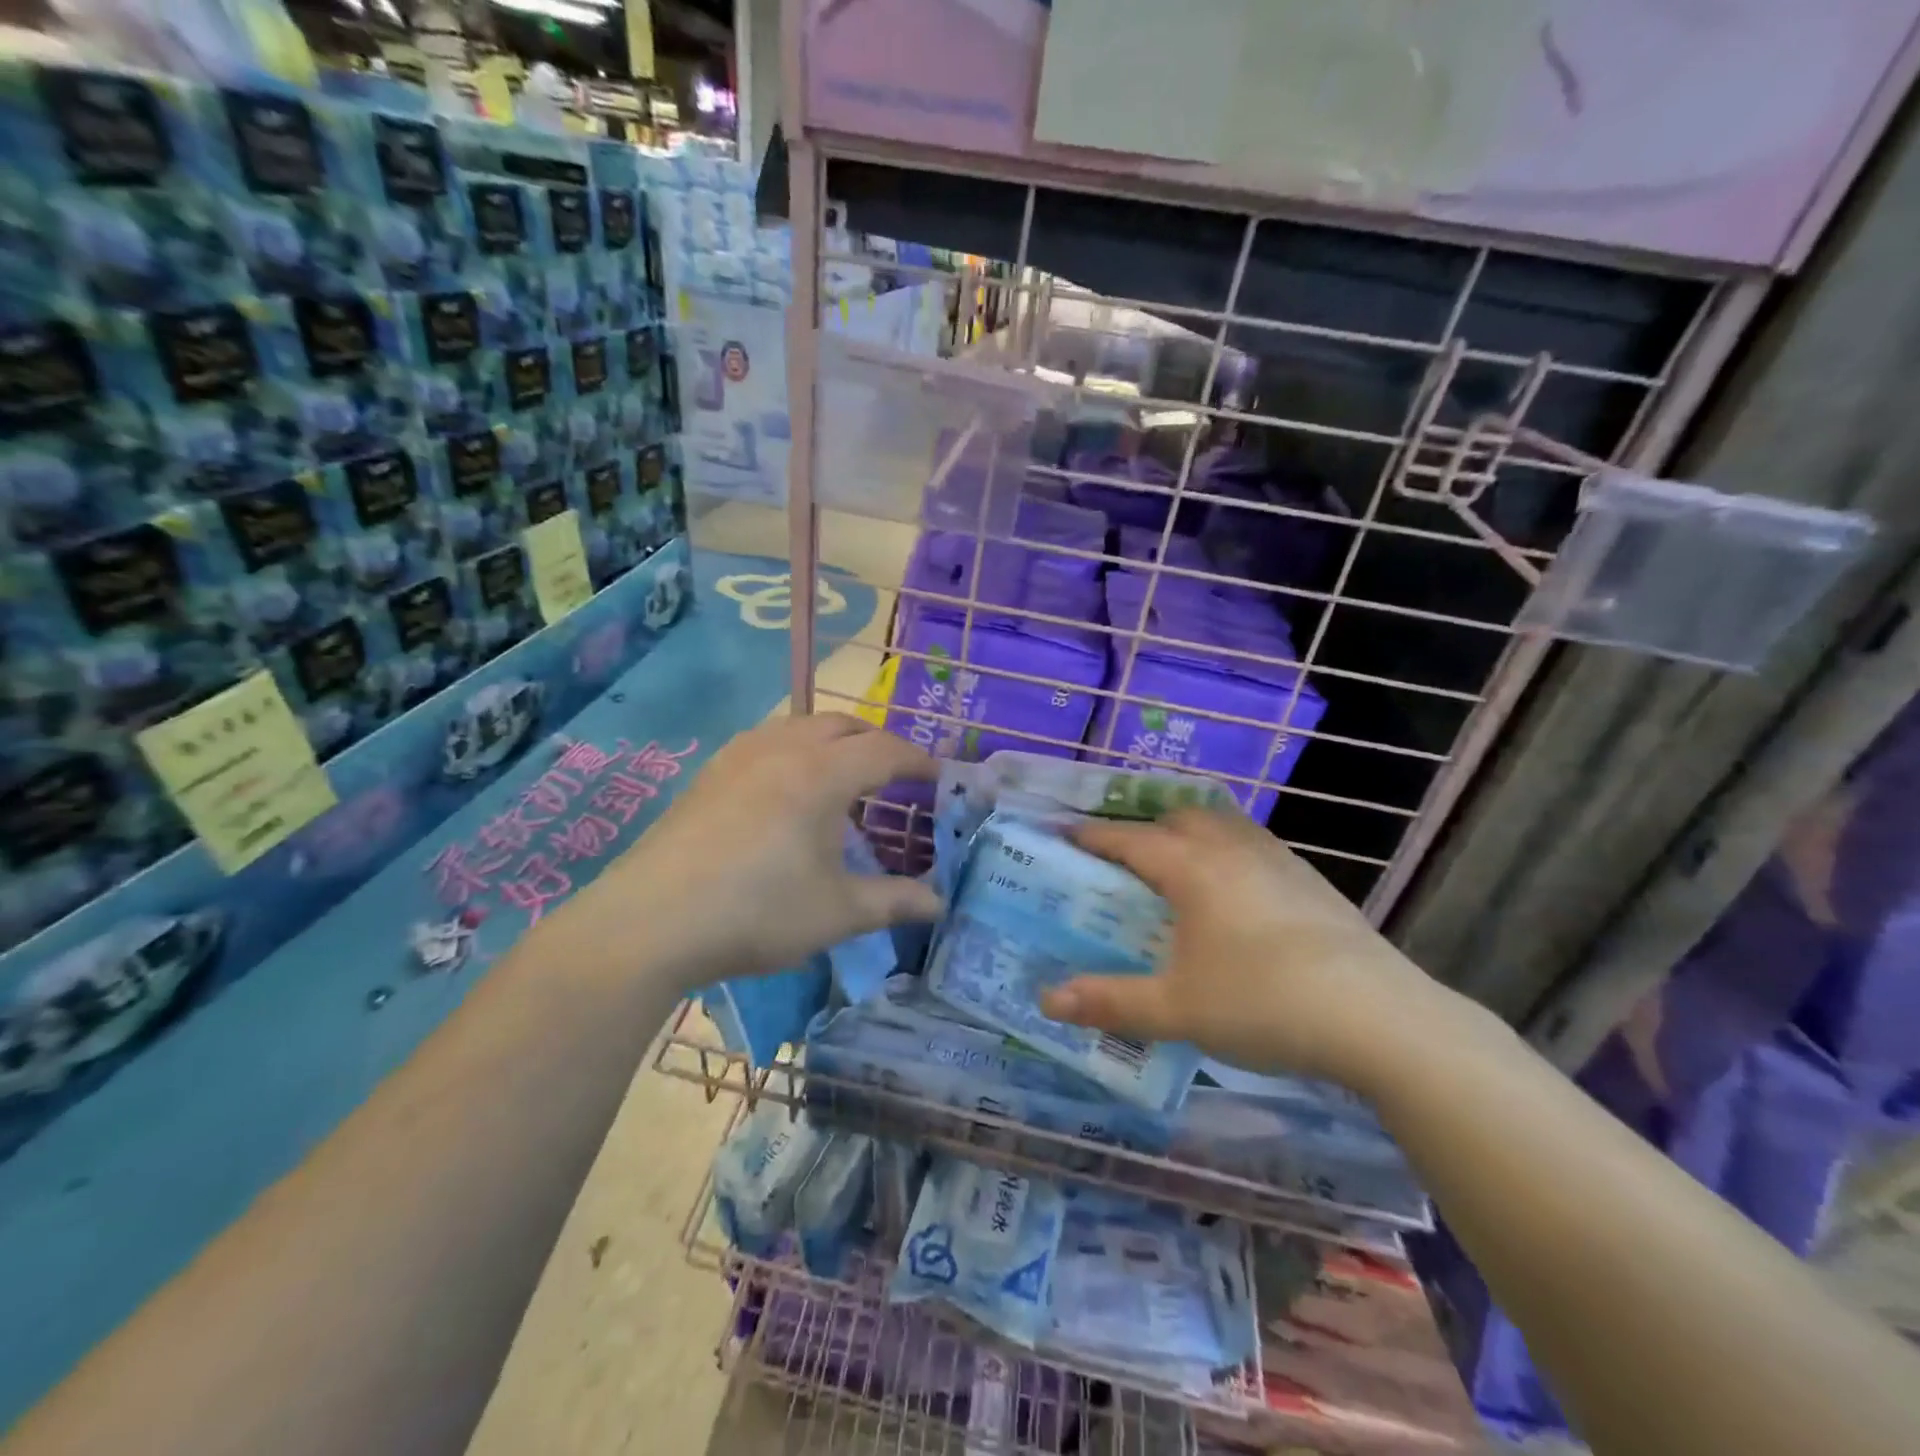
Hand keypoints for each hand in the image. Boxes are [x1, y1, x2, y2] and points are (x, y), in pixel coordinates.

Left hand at [588, 714, 941, 989]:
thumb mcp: (837, 912)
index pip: (885, 750)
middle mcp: (784, 748)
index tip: (939, 776)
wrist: (650, 921)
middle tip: (896, 777)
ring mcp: (740, 755)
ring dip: (835, 741)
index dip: (918, 760)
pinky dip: (797, 750)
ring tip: (845, 779)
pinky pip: (769, 740)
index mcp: (822, 774)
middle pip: (845, 725)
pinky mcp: (710, 771)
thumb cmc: (757, 913)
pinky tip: (789, 790)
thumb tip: (940, 904)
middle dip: (878, 743)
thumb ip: (894, 901)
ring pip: (802, 725)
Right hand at [1038, 810, 1461, 1092]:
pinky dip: (1229, 853)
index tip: (1063, 833)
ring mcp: (1278, 860)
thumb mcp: (1176, 1009)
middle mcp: (1232, 849)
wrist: (1378, 1018)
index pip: (1129, 839)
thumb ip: (1110, 1002)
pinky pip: (1255, 846)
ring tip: (1180, 869)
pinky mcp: (1312, 880)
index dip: (1092, 836)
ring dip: (1192, 834)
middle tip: (1125, 859)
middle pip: (1179, 817)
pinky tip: (1238, 895)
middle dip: (1146, 828)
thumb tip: (1047, 1001)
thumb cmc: (1263, 1003)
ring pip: (1223, 825)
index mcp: (1192, 868)